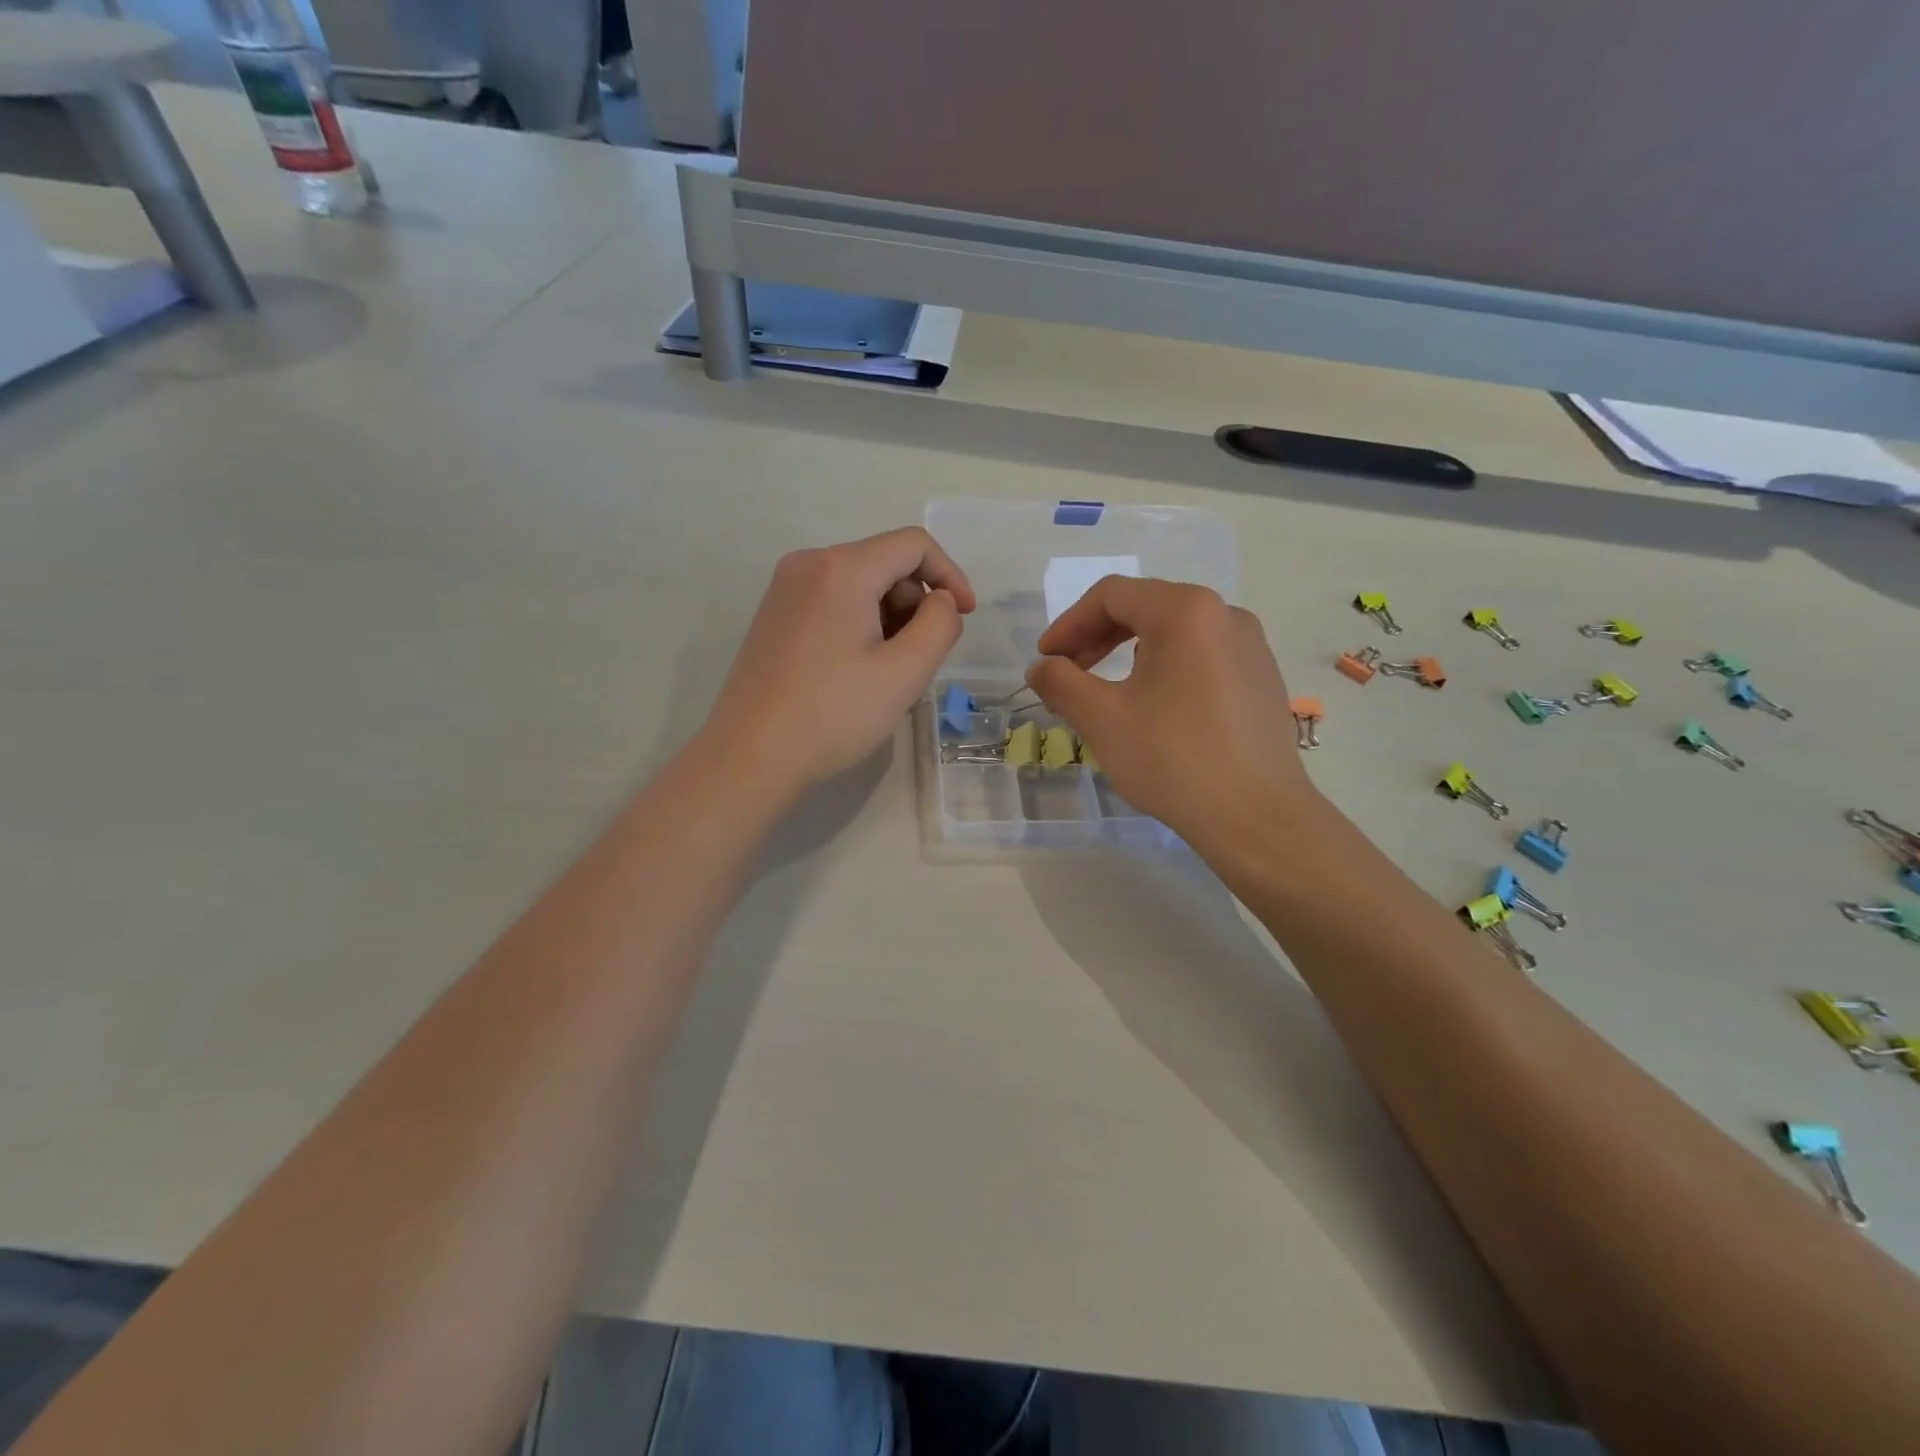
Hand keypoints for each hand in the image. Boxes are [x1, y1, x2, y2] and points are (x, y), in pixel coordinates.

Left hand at [705, 528, 975, 797]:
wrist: (750, 757)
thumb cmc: (833, 715)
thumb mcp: (904, 673)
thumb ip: (939, 625)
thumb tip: (939, 601)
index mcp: (841, 569)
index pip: (914, 544)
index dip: (950, 575)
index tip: (964, 617)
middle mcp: (808, 564)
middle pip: (885, 563)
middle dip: (915, 603)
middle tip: (919, 660)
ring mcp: (785, 589)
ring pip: (860, 584)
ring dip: (889, 617)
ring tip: (887, 672)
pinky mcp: (774, 615)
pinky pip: (833, 601)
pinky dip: (860, 624)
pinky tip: (857, 671)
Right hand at [1025, 578, 1312, 843]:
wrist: (1256, 817)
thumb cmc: (1173, 759)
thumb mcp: (1102, 718)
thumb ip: (1061, 683)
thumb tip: (1040, 668)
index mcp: (1186, 611)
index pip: (1111, 596)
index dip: (1069, 624)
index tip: (1046, 660)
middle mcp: (1225, 615)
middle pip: (1145, 607)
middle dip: (1097, 637)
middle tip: (1068, 673)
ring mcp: (1251, 647)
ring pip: (1175, 633)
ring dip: (1130, 653)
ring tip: (1107, 694)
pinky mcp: (1262, 679)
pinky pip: (1202, 657)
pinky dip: (1165, 670)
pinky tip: (1155, 709)